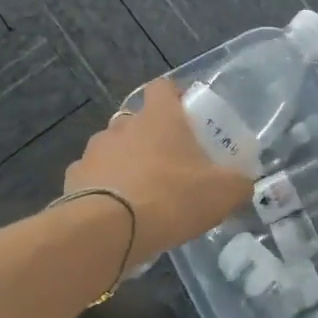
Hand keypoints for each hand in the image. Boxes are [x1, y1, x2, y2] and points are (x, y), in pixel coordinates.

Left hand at [64, 79, 251, 264]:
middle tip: (169, 162)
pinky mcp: (73, 178)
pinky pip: (93, 175)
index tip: (185, 113)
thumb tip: (244, 184)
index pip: (163, 87)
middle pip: (137, 120)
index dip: (174, 96)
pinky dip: (103, 187)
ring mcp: (95, 150)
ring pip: (113, 147)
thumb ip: (238, 184)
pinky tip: (115, 210)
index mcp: (160, 117)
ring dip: (125, 161)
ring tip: (140, 191)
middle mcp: (123, 125)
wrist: (109, 230)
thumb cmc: (172, 198)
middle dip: (150, 136)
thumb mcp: (222, 193)